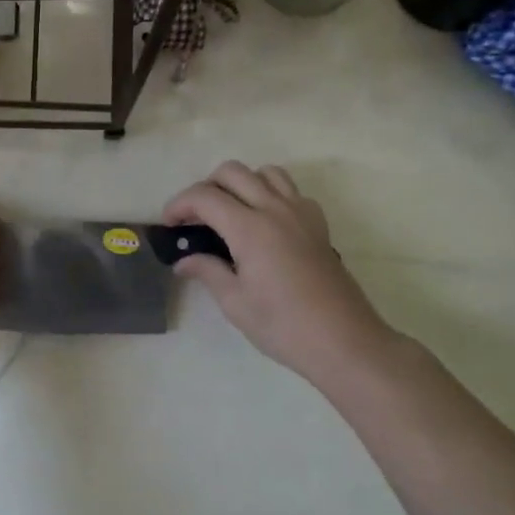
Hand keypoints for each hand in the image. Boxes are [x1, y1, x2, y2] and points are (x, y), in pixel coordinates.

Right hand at [165, 162, 394, 388]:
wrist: (345, 342)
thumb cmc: (285, 327)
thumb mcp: (236, 304)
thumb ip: (207, 272)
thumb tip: (184, 261)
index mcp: (250, 228)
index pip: (204, 196)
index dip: (179, 204)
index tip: (169, 225)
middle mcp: (275, 209)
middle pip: (232, 172)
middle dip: (206, 187)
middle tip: (196, 219)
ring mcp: (300, 213)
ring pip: (265, 173)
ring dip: (241, 184)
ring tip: (230, 213)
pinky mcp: (318, 224)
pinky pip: (291, 191)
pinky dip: (271, 194)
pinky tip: (265, 223)